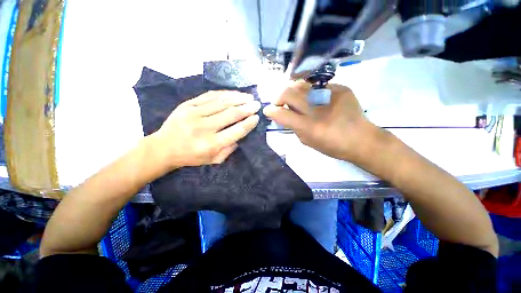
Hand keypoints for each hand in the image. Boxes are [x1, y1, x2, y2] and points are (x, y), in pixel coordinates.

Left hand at [152, 90, 259, 169]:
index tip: (256, 118)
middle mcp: (204, 128)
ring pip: (222, 102)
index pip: (236, 131)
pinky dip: (224, 94)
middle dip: (247, 108)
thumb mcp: (213, 160)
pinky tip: (234, 93)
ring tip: (249, 97)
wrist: (163, 148)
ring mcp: (194, 114)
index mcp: (211, 144)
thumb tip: (240, 136)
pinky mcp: (187, 105)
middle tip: (257, 104)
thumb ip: (229, 150)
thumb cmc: (191, 157)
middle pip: (231, 114)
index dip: (248, 123)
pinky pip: (210, 96)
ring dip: (238, 98)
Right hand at [263, 82, 375, 162]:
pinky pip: (317, 86)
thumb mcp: (307, 141)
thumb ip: (293, 127)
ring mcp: (330, 95)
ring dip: (293, 92)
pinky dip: (310, 92)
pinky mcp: (341, 88)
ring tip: (295, 99)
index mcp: (309, 127)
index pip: (282, 114)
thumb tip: (282, 115)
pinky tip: (315, 99)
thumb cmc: (332, 146)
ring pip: (301, 84)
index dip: (271, 111)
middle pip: (288, 92)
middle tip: (280, 102)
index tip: (268, 110)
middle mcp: (317, 109)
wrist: (362, 139)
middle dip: (279, 97)